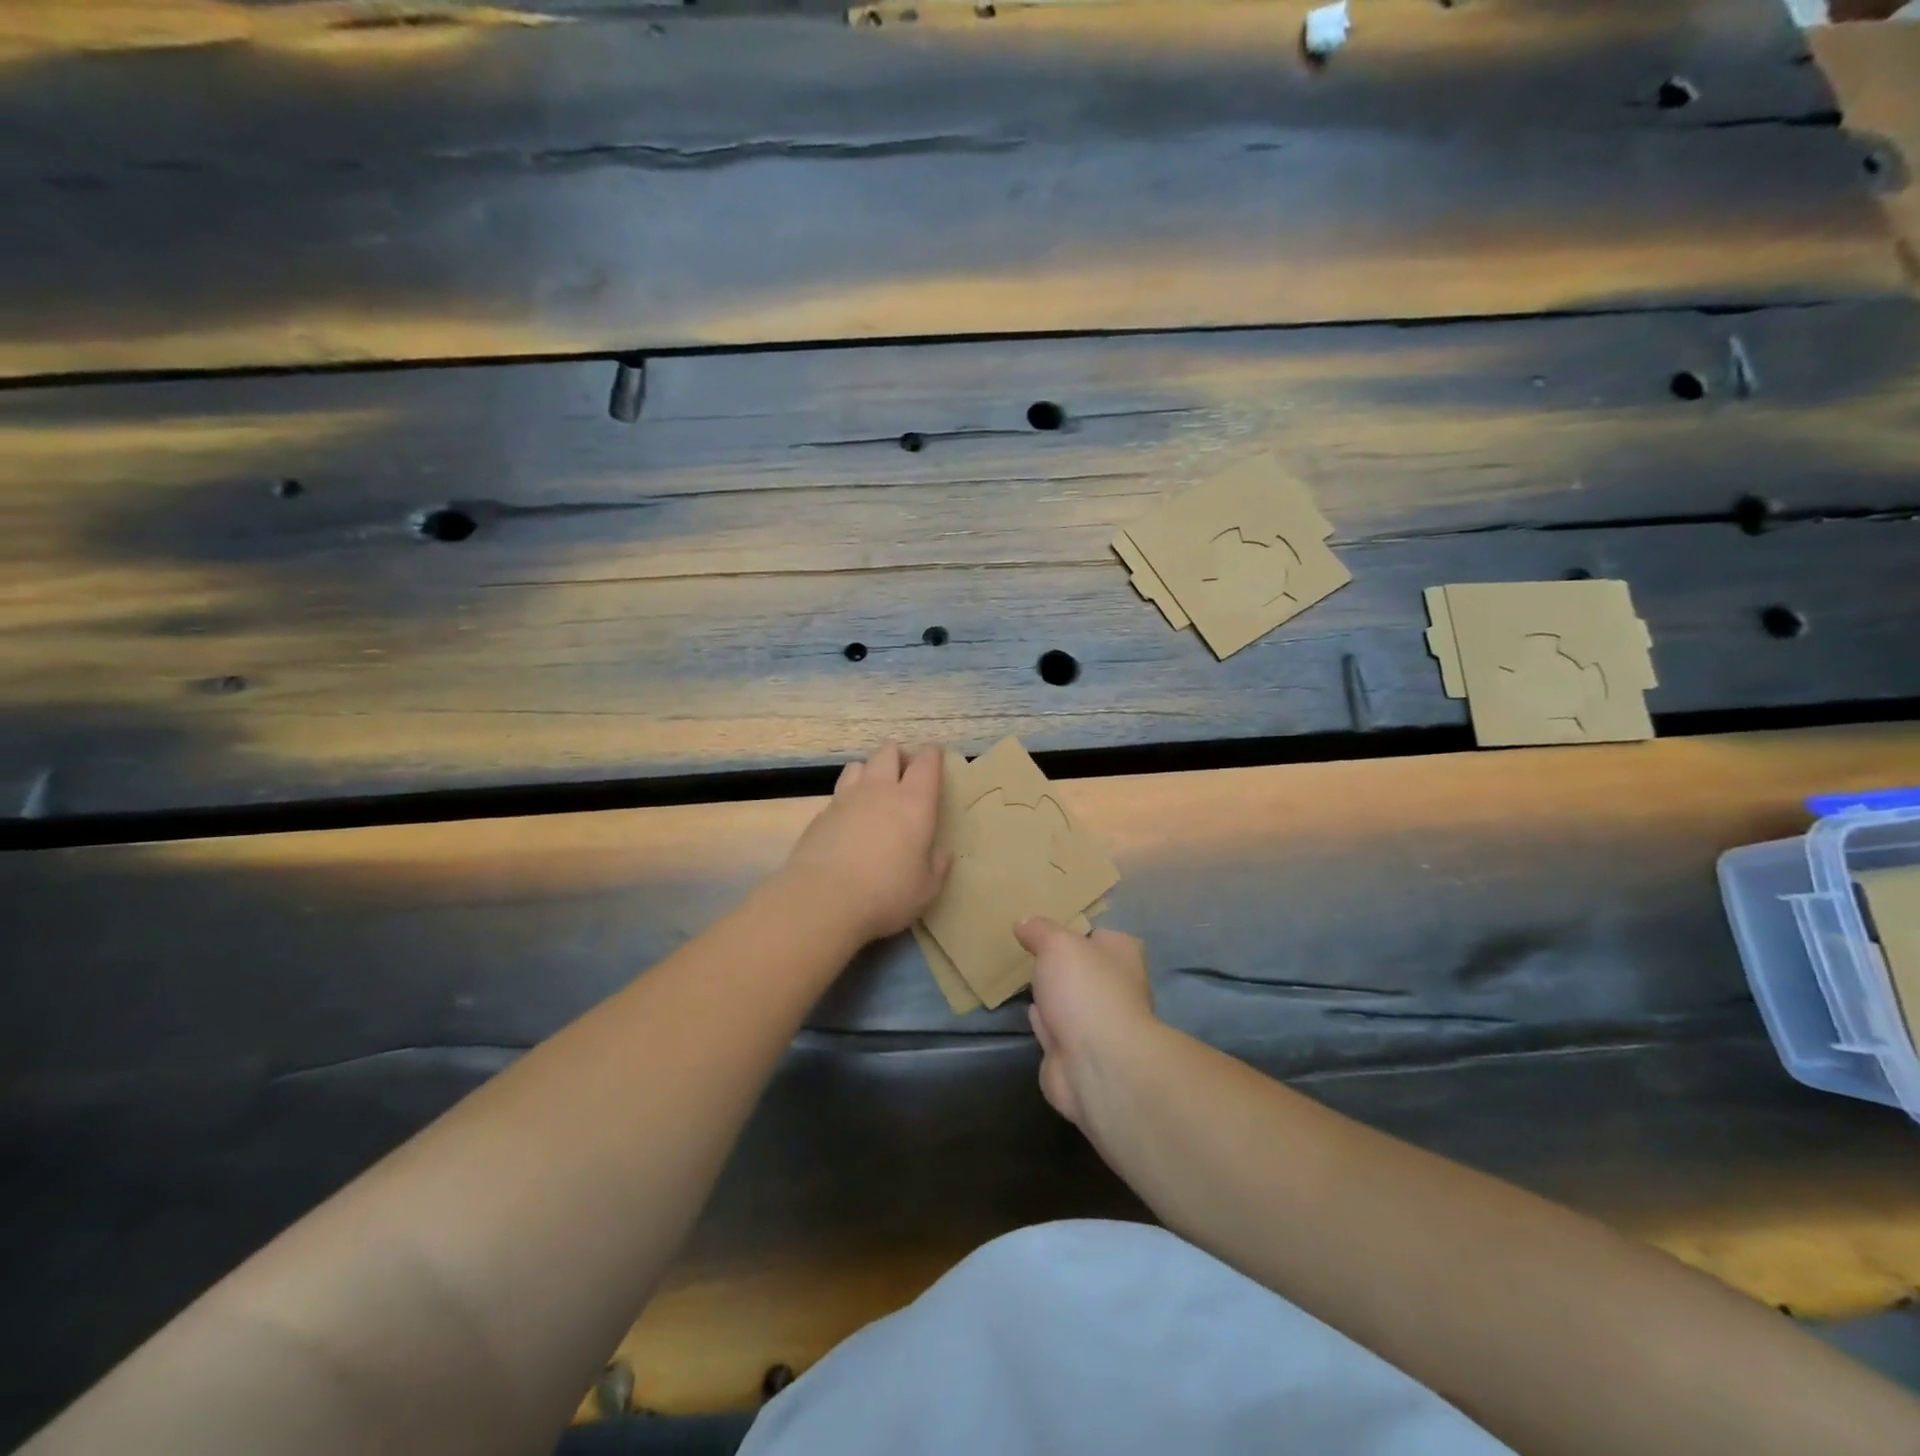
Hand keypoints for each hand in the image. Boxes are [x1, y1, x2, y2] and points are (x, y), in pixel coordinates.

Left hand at [783, 742, 949, 944]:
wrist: (823, 898)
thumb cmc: (886, 892)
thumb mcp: (926, 888)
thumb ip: (937, 866)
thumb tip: (941, 853)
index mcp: (914, 802)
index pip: (926, 761)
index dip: (932, 755)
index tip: (935, 759)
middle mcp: (880, 790)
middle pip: (888, 752)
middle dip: (899, 756)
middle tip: (905, 776)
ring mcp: (847, 798)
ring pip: (859, 765)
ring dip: (870, 771)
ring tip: (874, 792)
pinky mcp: (821, 813)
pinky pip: (839, 792)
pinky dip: (848, 797)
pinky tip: (849, 820)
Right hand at [1015, 918, 1157, 1130]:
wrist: (1096, 1062)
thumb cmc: (1085, 989)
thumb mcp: (1057, 944)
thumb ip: (1039, 931)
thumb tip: (1024, 922)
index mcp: (1121, 955)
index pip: (1100, 935)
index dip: (1076, 930)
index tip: (1048, 927)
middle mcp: (1116, 987)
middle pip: (1085, 969)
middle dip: (1062, 965)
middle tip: (1030, 951)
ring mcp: (1098, 1024)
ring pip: (1070, 1001)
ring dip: (1052, 994)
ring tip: (1026, 977)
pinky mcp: (1077, 1054)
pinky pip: (1056, 1029)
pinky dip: (1044, 1022)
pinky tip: (1029, 1011)